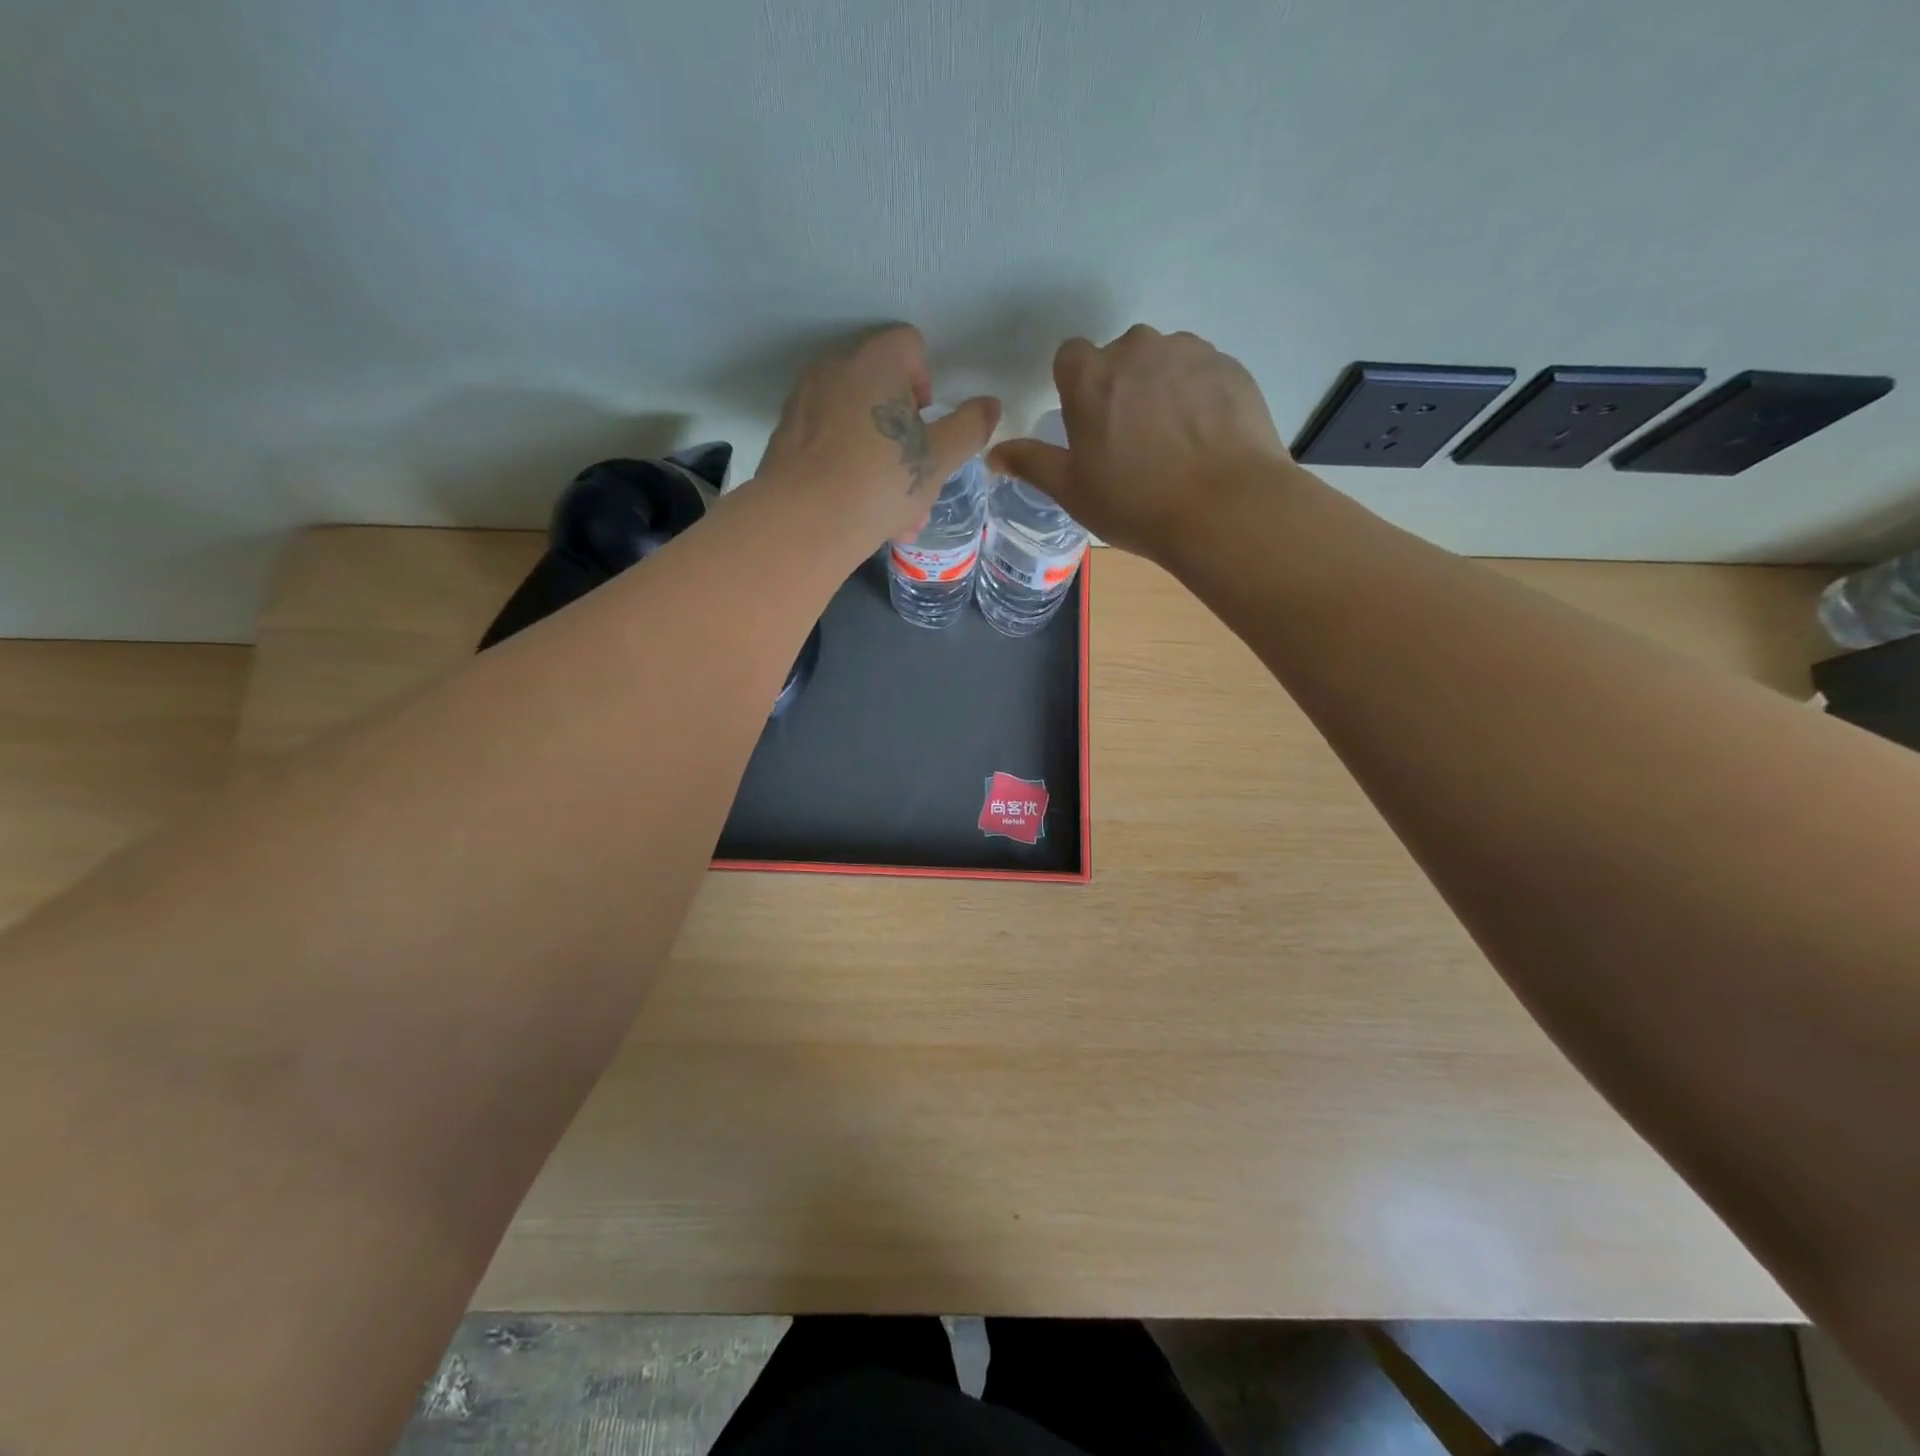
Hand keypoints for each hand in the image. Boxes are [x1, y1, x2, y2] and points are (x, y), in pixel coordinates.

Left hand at [756, 324, 1000, 546]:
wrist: (803, 523)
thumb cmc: (880, 483)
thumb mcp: (938, 460)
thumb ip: (969, 428)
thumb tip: (990, 404)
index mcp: (877, 361)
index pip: (910, 345)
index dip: (926, 386)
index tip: (926, 430)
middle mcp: (836, 367)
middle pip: (881, 389)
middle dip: (903, 435)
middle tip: (914, 483)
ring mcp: (805, 399)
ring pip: (856, 423)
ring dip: (879, 459)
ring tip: (892, 514)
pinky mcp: (785, 434)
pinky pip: (829, 442)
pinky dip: (846, 467)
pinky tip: (857, 511)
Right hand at [987, 325, 1291, 562]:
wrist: (1225, 508)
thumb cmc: (1135, 502)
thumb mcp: (1072, 490)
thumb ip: (1031, 463)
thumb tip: (993, 454)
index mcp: (1091, 375)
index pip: (1070, 358)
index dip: (1075, 390)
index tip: (1087, 426)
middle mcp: (1138, 348)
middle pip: (1119, 358)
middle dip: (1120, 388)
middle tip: (1131, 442)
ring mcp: (1190, 352)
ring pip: (1163, 363)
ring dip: (1160, 390)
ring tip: (1173, 443)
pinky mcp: (1231, 367)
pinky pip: (1202, 374)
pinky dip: (1198, 398)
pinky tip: (1204, 440)